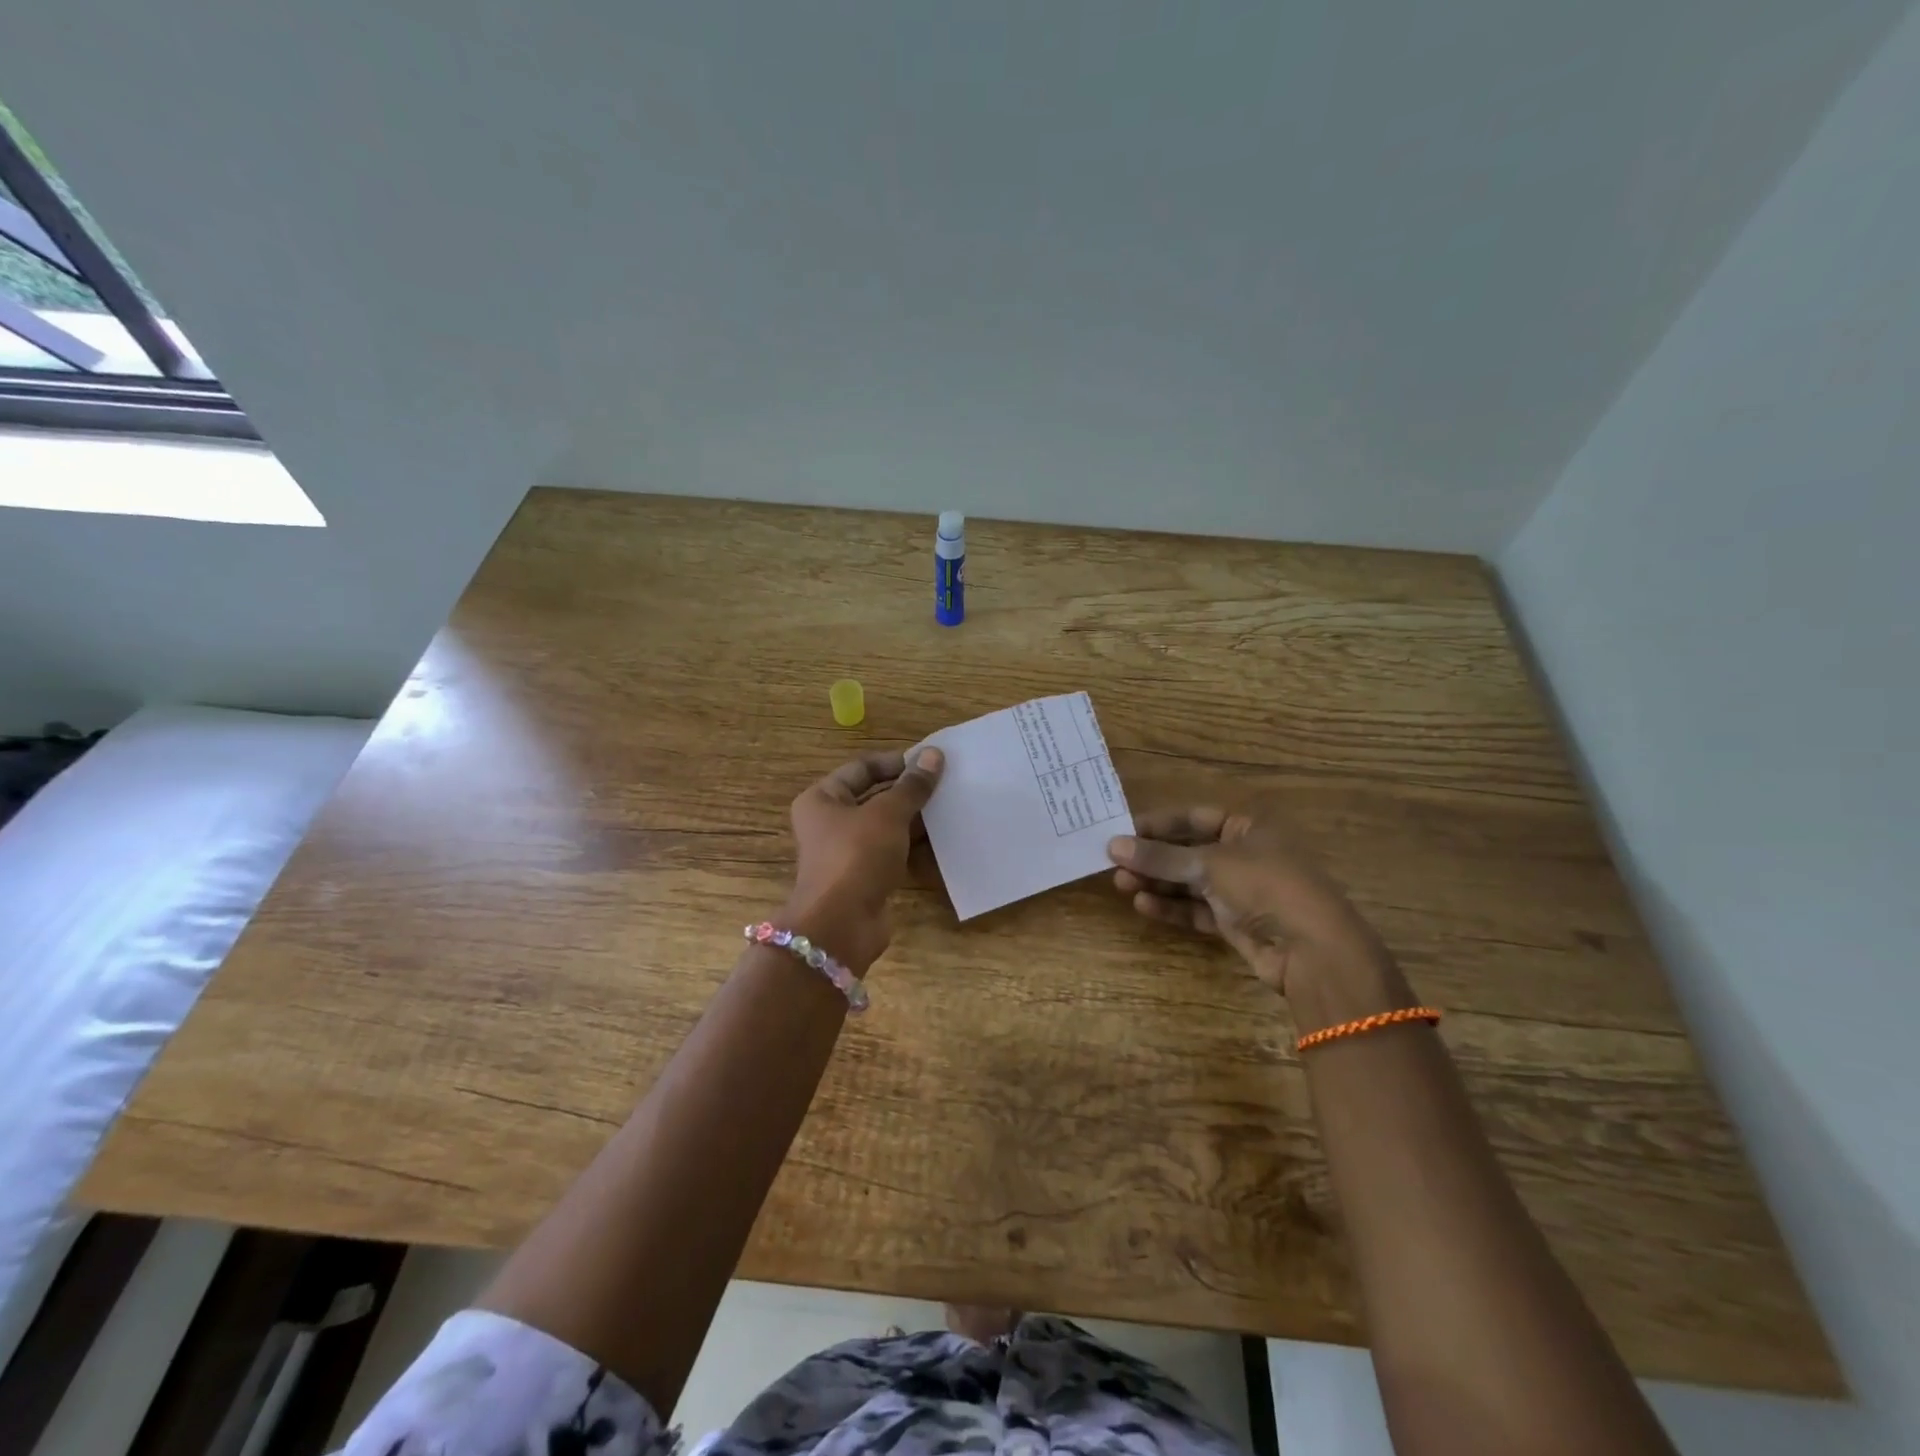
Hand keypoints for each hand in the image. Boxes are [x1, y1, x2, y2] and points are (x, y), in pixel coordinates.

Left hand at [784, 747, 943, 973]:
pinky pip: (893, 853)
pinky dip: (915, 847)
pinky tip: (945, 841)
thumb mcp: (887, 814)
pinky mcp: (865, 877)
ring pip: (887, 827)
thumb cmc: (856, 856)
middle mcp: (831, 822)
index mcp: (823, 798)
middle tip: (949, 784)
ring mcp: (848, 852)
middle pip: (875, 797)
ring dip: (917, 820)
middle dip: (910, 792)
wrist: (840, 926)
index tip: (931, 762)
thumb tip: (934, 754)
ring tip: (953, 809)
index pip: (862, 768)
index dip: (896, 762)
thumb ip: (912, 786)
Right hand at [1108, 807, 1397, 1006]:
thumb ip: (1160, 857)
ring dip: (1157, 883)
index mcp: (1248, 827)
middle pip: (1188, 851)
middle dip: (1152, 858)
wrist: (1314, 951)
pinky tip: (1143, 906)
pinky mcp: (1236, 922)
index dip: (1157, 825)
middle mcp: (1244, 854)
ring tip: (1121, 885)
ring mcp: (1241, 890)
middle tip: (1114, 864)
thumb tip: (1112, 845)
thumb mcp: (1209, 865)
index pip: (1193, 818)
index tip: (1120, 832)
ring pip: (1189, 882)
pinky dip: (1172, 907)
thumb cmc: (1266, 887)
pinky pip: (1197, 910)